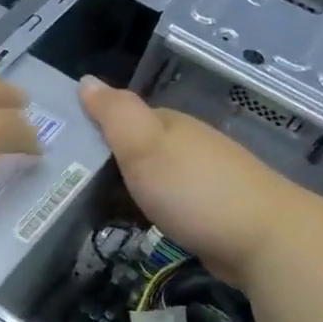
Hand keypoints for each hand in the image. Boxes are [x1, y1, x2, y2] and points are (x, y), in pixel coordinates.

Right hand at [79, 76, 305, 283]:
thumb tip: (86, 80)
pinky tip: (131, 224)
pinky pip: (163, 203)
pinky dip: (143, 210)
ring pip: (148, 176)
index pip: (119, 118)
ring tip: (87, 209)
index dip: (89, 130)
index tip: (57, 152)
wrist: (265, 241)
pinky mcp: (208, 212)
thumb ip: (114, 113)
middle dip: (103, 162)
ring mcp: (199, 179)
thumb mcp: (144, 146)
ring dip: (122, 189)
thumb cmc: (194, 189)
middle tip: (64, 186)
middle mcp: (185, 145)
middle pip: (133, 148)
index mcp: (168, 124)